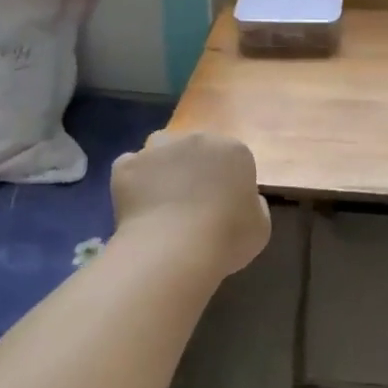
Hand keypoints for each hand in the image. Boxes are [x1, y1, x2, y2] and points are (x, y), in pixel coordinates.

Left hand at [112, 131, 270, 276]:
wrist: (174, 249)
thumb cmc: (227, 238)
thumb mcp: (260, 227)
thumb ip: (254, 205)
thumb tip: (242, 199)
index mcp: (233, 150)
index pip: (231, 158)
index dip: (226, 181)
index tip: (222, 206)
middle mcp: (195, 138)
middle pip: (194, 149)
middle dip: (193, 170)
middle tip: (191, 204)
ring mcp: (157, 149)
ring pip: (160, 152)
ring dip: (162, 169)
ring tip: (161, 203)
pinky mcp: (127, 164)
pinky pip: (131, 169)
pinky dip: (134, 184)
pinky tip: (138, 209)